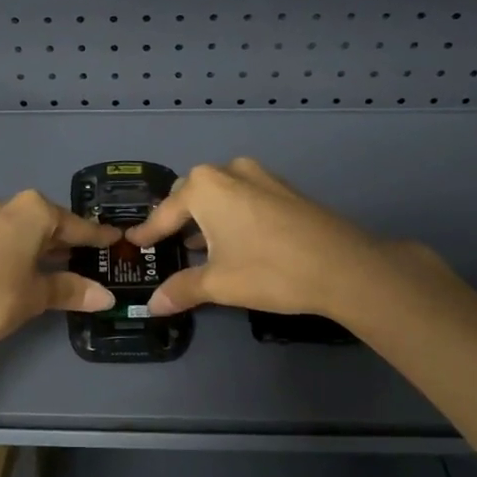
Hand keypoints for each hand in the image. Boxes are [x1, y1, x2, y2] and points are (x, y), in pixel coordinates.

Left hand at [0, 190, 120, 366]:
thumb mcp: (36, 296)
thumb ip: (71, 291)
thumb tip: (105, 297)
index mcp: (29, 211)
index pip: (71, 224)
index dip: (94, 235)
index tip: (113, 239)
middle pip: (39, 221)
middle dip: (60, 239)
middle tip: (81, 257)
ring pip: (10, 228)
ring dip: (29, 244)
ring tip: (45, 266)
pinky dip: (2, 251)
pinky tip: (4, 271)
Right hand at [126, 158, 431, 322]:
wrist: (344, 266)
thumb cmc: (269, 270)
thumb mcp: (219, 284)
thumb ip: (182, 289)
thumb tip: (152, 305)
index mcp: (205, 187)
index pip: (165, 212)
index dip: (148, 231)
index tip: (133, 242)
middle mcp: (229, 171)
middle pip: (191, 194)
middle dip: (177, 218)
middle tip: (165, 242)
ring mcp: (260, 176)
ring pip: (219, 194)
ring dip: (205, 217)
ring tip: (196, 246)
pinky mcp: (283, 188)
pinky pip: (243, 197)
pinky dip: (230, 215)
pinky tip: (233, 241)